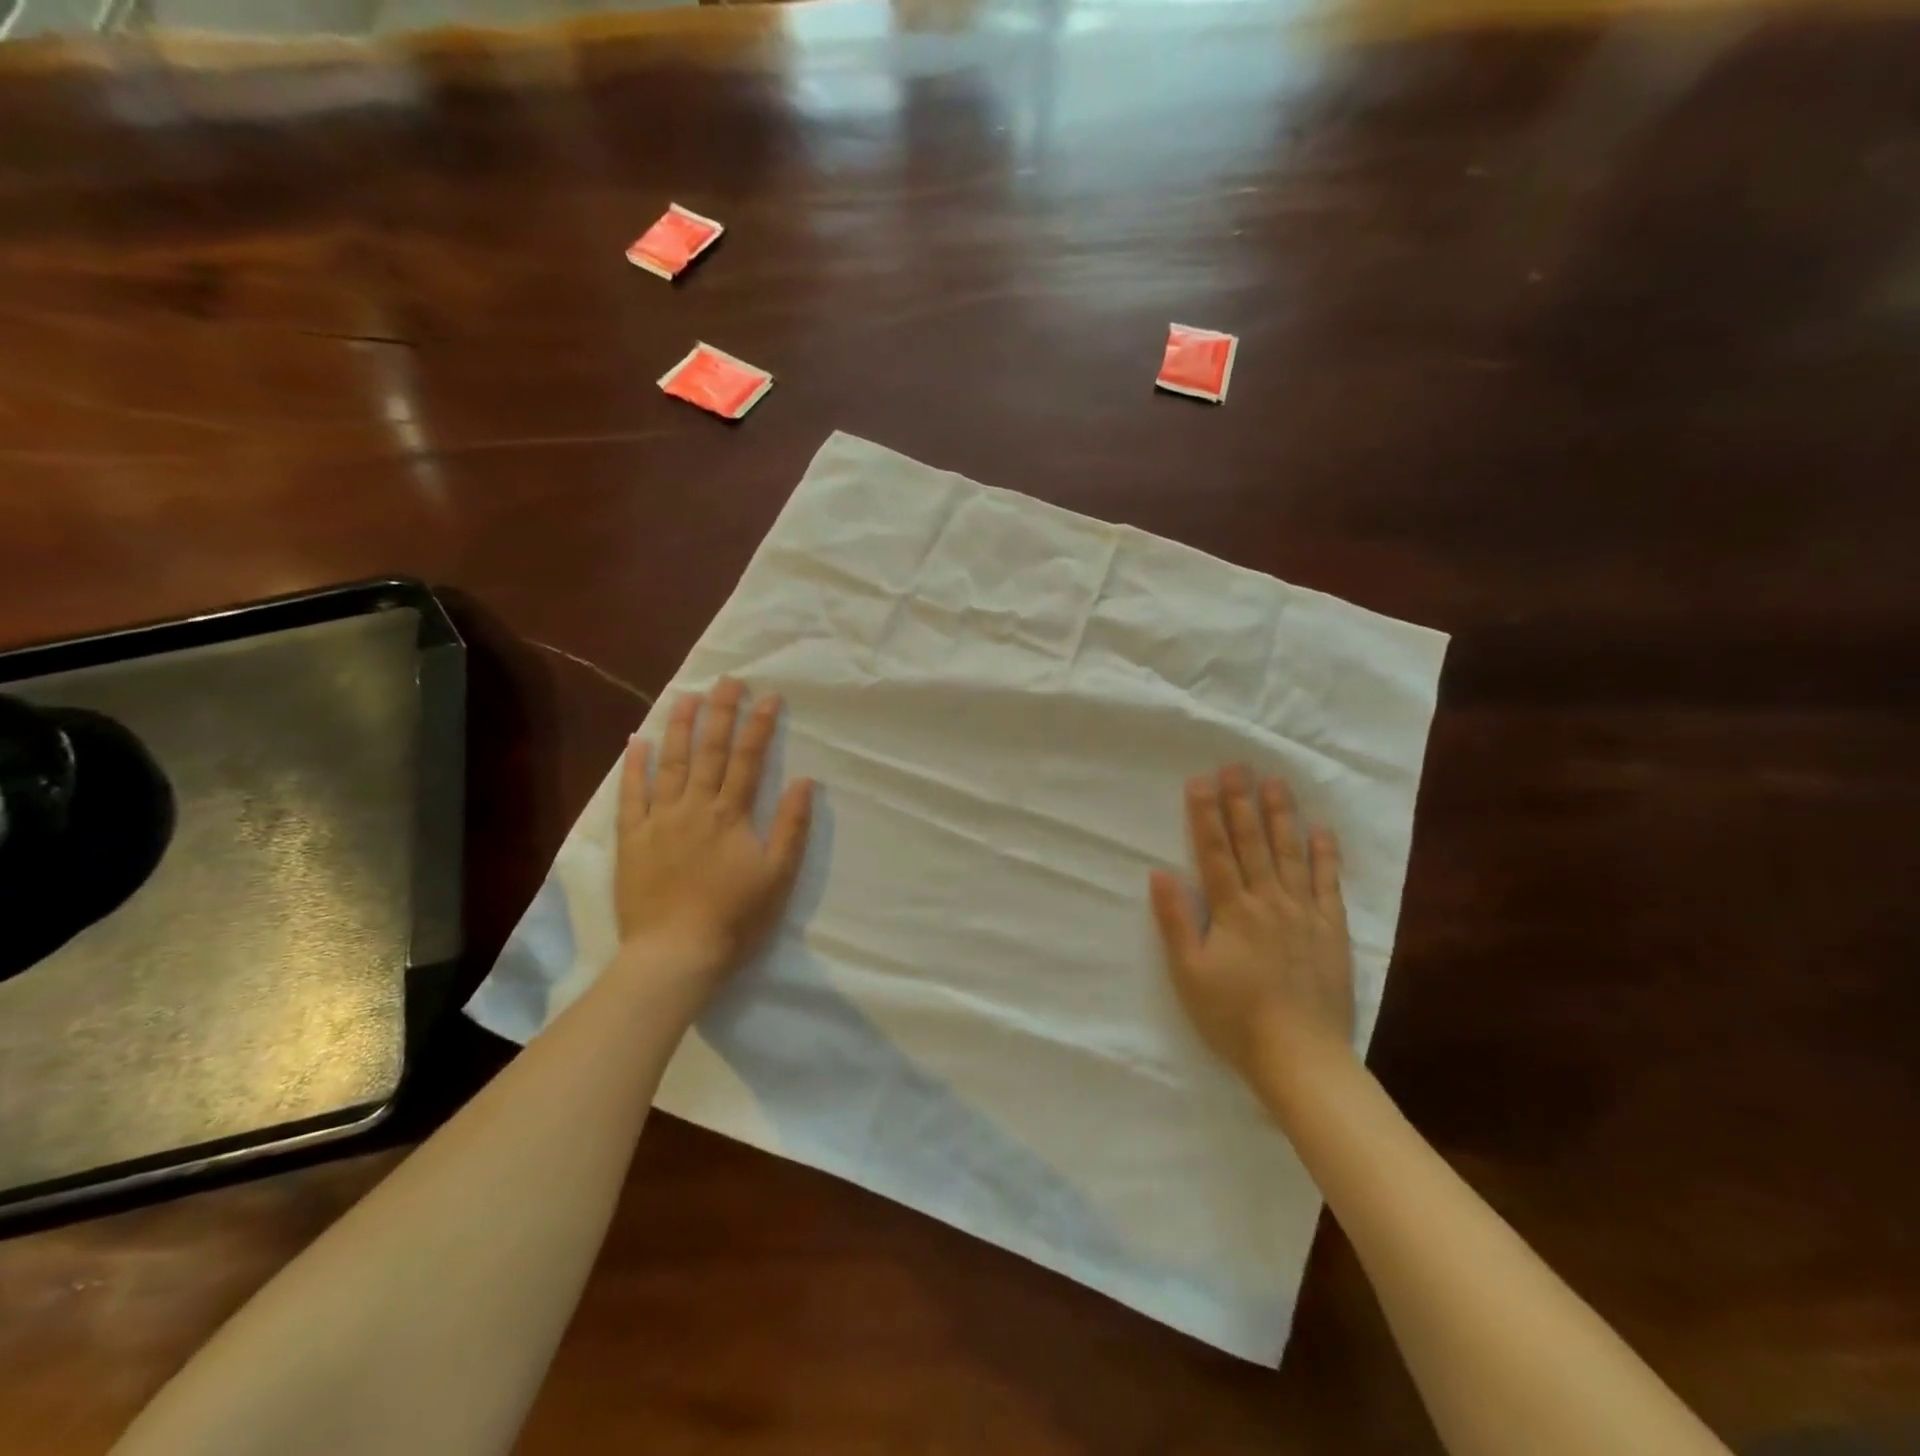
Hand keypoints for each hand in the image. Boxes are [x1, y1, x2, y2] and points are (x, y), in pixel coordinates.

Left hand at [614, 678, 813, 995]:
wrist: (676, 953)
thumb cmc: (735, 917)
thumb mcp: (778, 875)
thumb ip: (791, 826)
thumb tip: (804, 781)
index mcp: (731, 815)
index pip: (748, 760)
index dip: (760, 726)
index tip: (769, 696)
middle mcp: (695, 807)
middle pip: (709, 751)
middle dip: (721, 713)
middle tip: (726, 680)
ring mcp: (659, 820)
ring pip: (670, 763)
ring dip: (679, 727)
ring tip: (685, 696)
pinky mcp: (633, 838)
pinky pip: (631, 795)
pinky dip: (634, 766)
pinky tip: (638, 741)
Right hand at [1150, 767, 1354, 1083]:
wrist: (1301, 1057)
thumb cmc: (1234, 1017)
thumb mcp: (1190, 974)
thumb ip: (1175, 921)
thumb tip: (1160, 872)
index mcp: (1232, 911)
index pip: (1215, 852)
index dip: (1205, 814)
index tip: (1201, 780)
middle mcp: (1268, 901)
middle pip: (1252, 842)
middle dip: (1240, 801)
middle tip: (1236, 765)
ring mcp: (1304, 913)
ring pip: (1290, 853)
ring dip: (1281, 815)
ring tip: (1275, 782)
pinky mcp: (1331, 930)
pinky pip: (1328, 883)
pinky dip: (1324, 855)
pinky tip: (1321, 830)